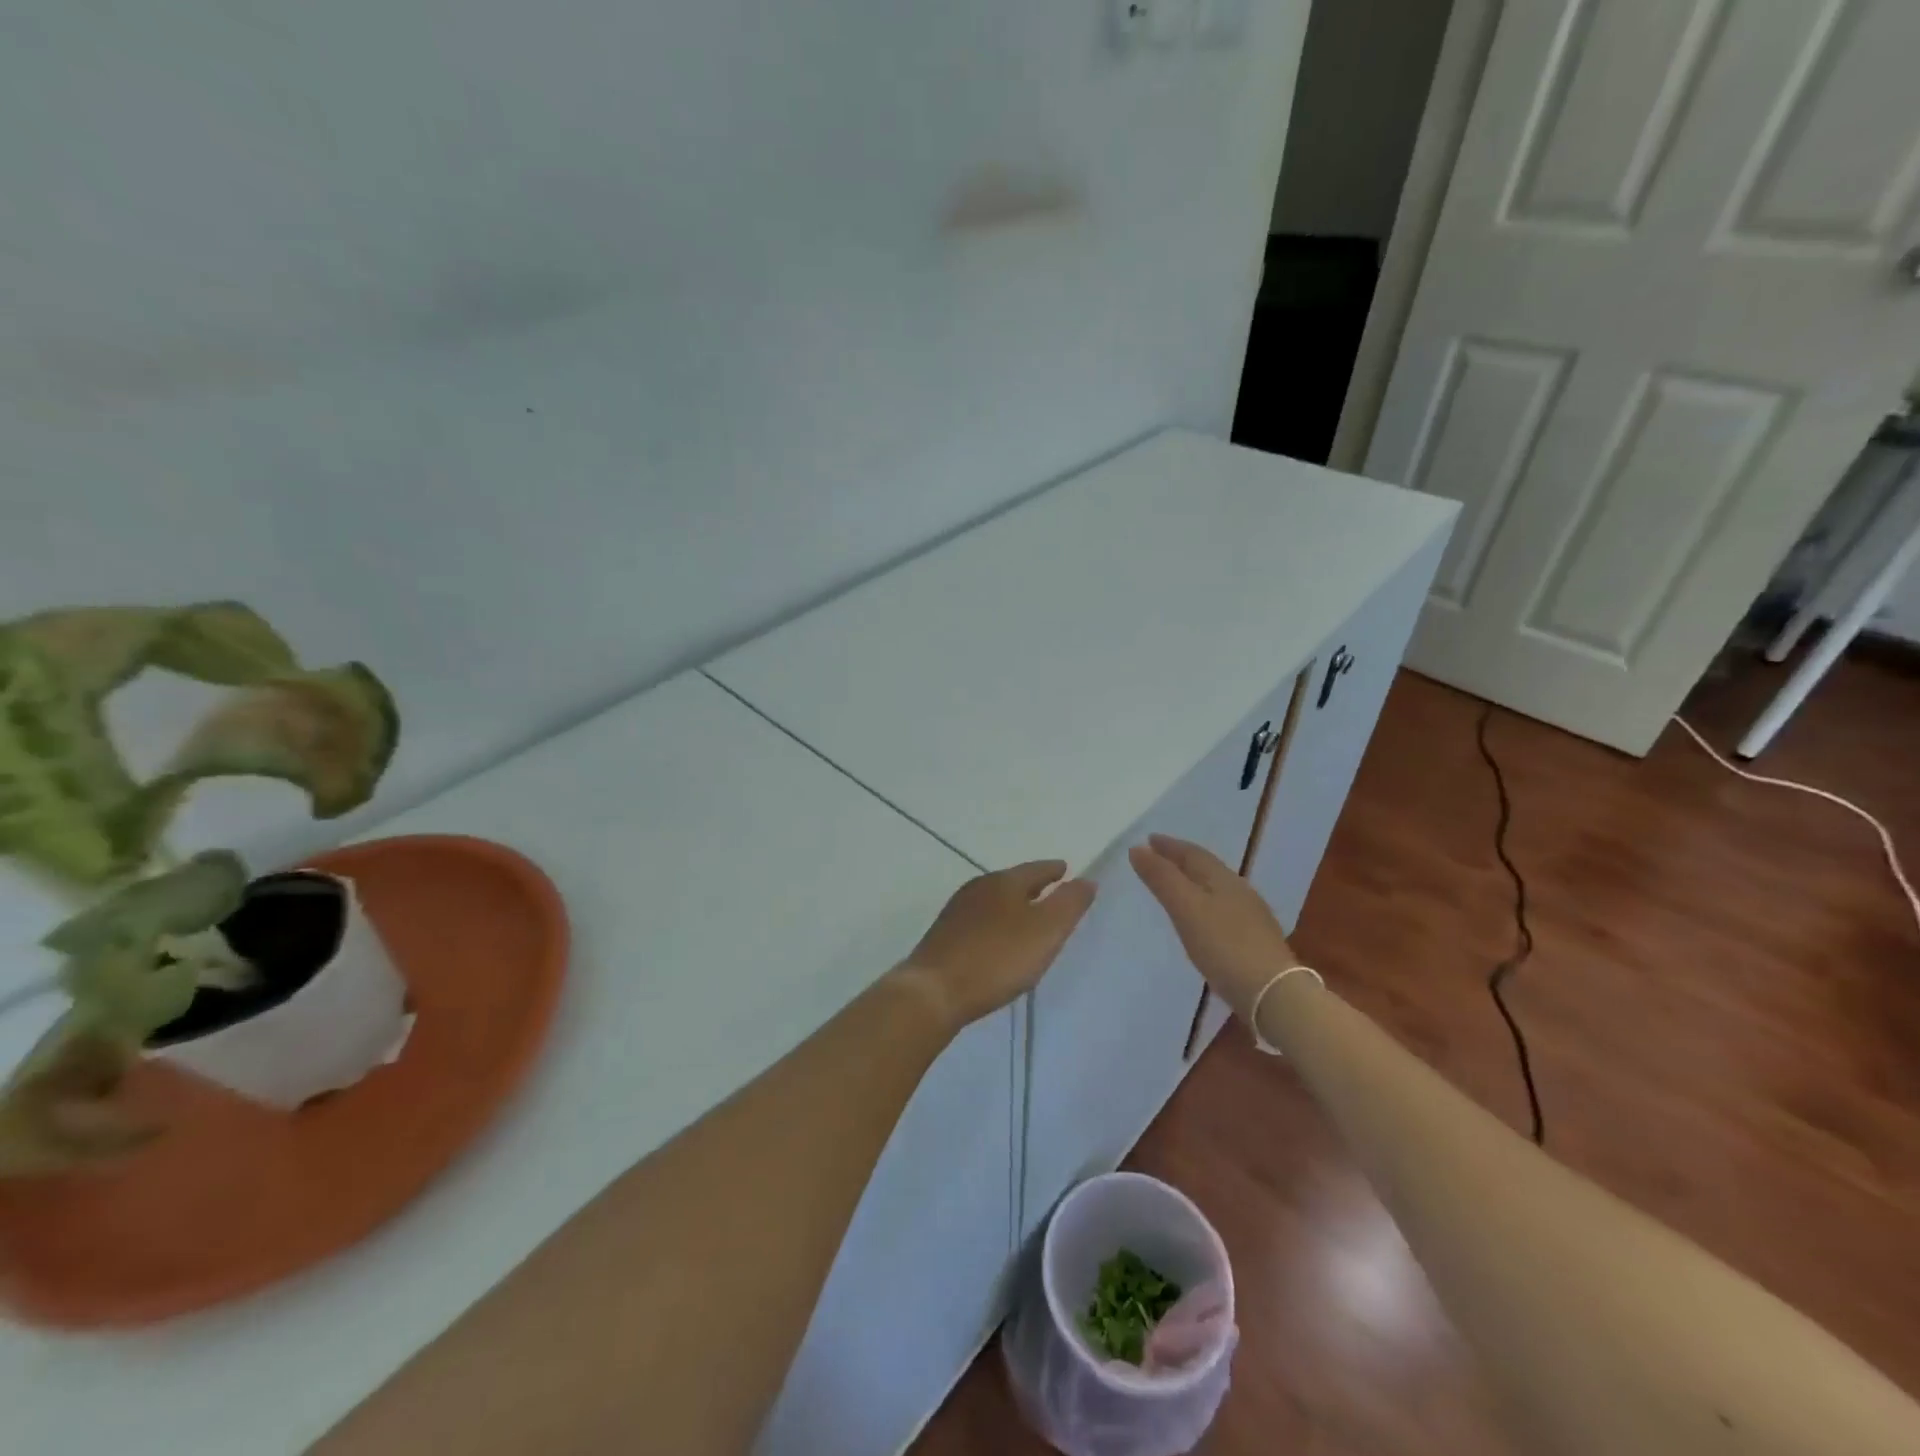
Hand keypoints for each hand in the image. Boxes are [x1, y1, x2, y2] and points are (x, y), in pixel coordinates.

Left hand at [898, 861, 1095, 1030]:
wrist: (934, 991)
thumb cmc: (997, 959)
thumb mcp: (1045, 932)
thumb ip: (1069, 904)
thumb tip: (1086, 879)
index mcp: (1004, 881)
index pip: (1036, 868)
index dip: (1054, 870)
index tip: (1066, 870)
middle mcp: (978, 888)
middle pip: (1013, 882)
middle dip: (1033, 887)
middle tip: (1051, 895)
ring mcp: (957, 911)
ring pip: (994, 901)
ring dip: (1013, 906)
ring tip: (1028, 919)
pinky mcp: (944, 935)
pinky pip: (979, 921)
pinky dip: (995, 924)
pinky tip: (998, 941)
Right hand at [1129, 834, 1295, 1020]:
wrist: (1273, 993)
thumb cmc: (1223, 946)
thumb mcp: (1186, 908)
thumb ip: (1162, 878)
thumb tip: (1137, 848)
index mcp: (1222, 878)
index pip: (1192, 853)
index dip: (1169, 845)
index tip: (1148, 840)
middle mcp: (1239, 890)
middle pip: (1206, 868)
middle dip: (1181, 860)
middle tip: (1158, 858)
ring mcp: (1251, 916)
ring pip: (1216, 888)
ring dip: (1193, 882)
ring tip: (1176, 886)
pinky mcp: (1255, 940)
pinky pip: (1223, 909)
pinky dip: (1205, 904)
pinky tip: (1202, 919)